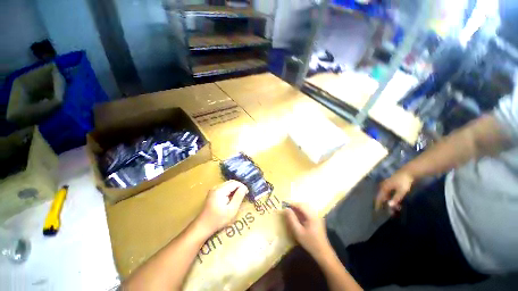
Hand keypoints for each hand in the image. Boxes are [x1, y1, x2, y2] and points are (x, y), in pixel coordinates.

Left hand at [197, 180, 247, 232]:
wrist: (202, 227)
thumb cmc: (218, 220)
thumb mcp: (231, 209)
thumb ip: (238, 197)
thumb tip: (244, 187)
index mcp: (220, 190)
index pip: (234, 183)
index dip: (242, 186)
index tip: (247, 193)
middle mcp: (216, 187)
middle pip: (231, 182)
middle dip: (239, 187)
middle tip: (244, 194)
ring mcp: (213, 190)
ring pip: (227, 185)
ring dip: (234, 189)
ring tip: (239, 197)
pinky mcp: (212, 194)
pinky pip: (223, 188)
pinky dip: (229, 191)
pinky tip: (231, 199)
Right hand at [284, 203, 330, 258]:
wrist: (323, 253)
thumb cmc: (310, 242)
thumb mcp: (298, 232)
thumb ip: (292, 219)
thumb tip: (286, 209)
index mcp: (311, 216)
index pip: (301, 205)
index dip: (292, 204)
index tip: (285, 205)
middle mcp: (315, 214)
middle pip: (304, 205)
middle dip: (295, 206)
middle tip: (287, 209)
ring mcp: (317, 217)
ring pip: (306, 208)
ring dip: (298, 209)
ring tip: (291, 212)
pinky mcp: (317, 220)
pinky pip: (308, 212)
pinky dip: (302, 213)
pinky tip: (298, 218)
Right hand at [375, 170, 414, 213]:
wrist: (407, 172)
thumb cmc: (404, 181)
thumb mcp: (401, 191)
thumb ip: (396, 198)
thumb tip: (390, 205)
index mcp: (384, 188)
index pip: (379, 198)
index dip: (378, 204)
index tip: (377, 211)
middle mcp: (383, 186)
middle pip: (382, 197)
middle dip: (385, 204)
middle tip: (391, 212)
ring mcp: (386, 185)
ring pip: (385, 195)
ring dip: (388, 202)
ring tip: (395, 208)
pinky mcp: (390, 185)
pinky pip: (388, 193)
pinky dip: (390, 198)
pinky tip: (395, 201)